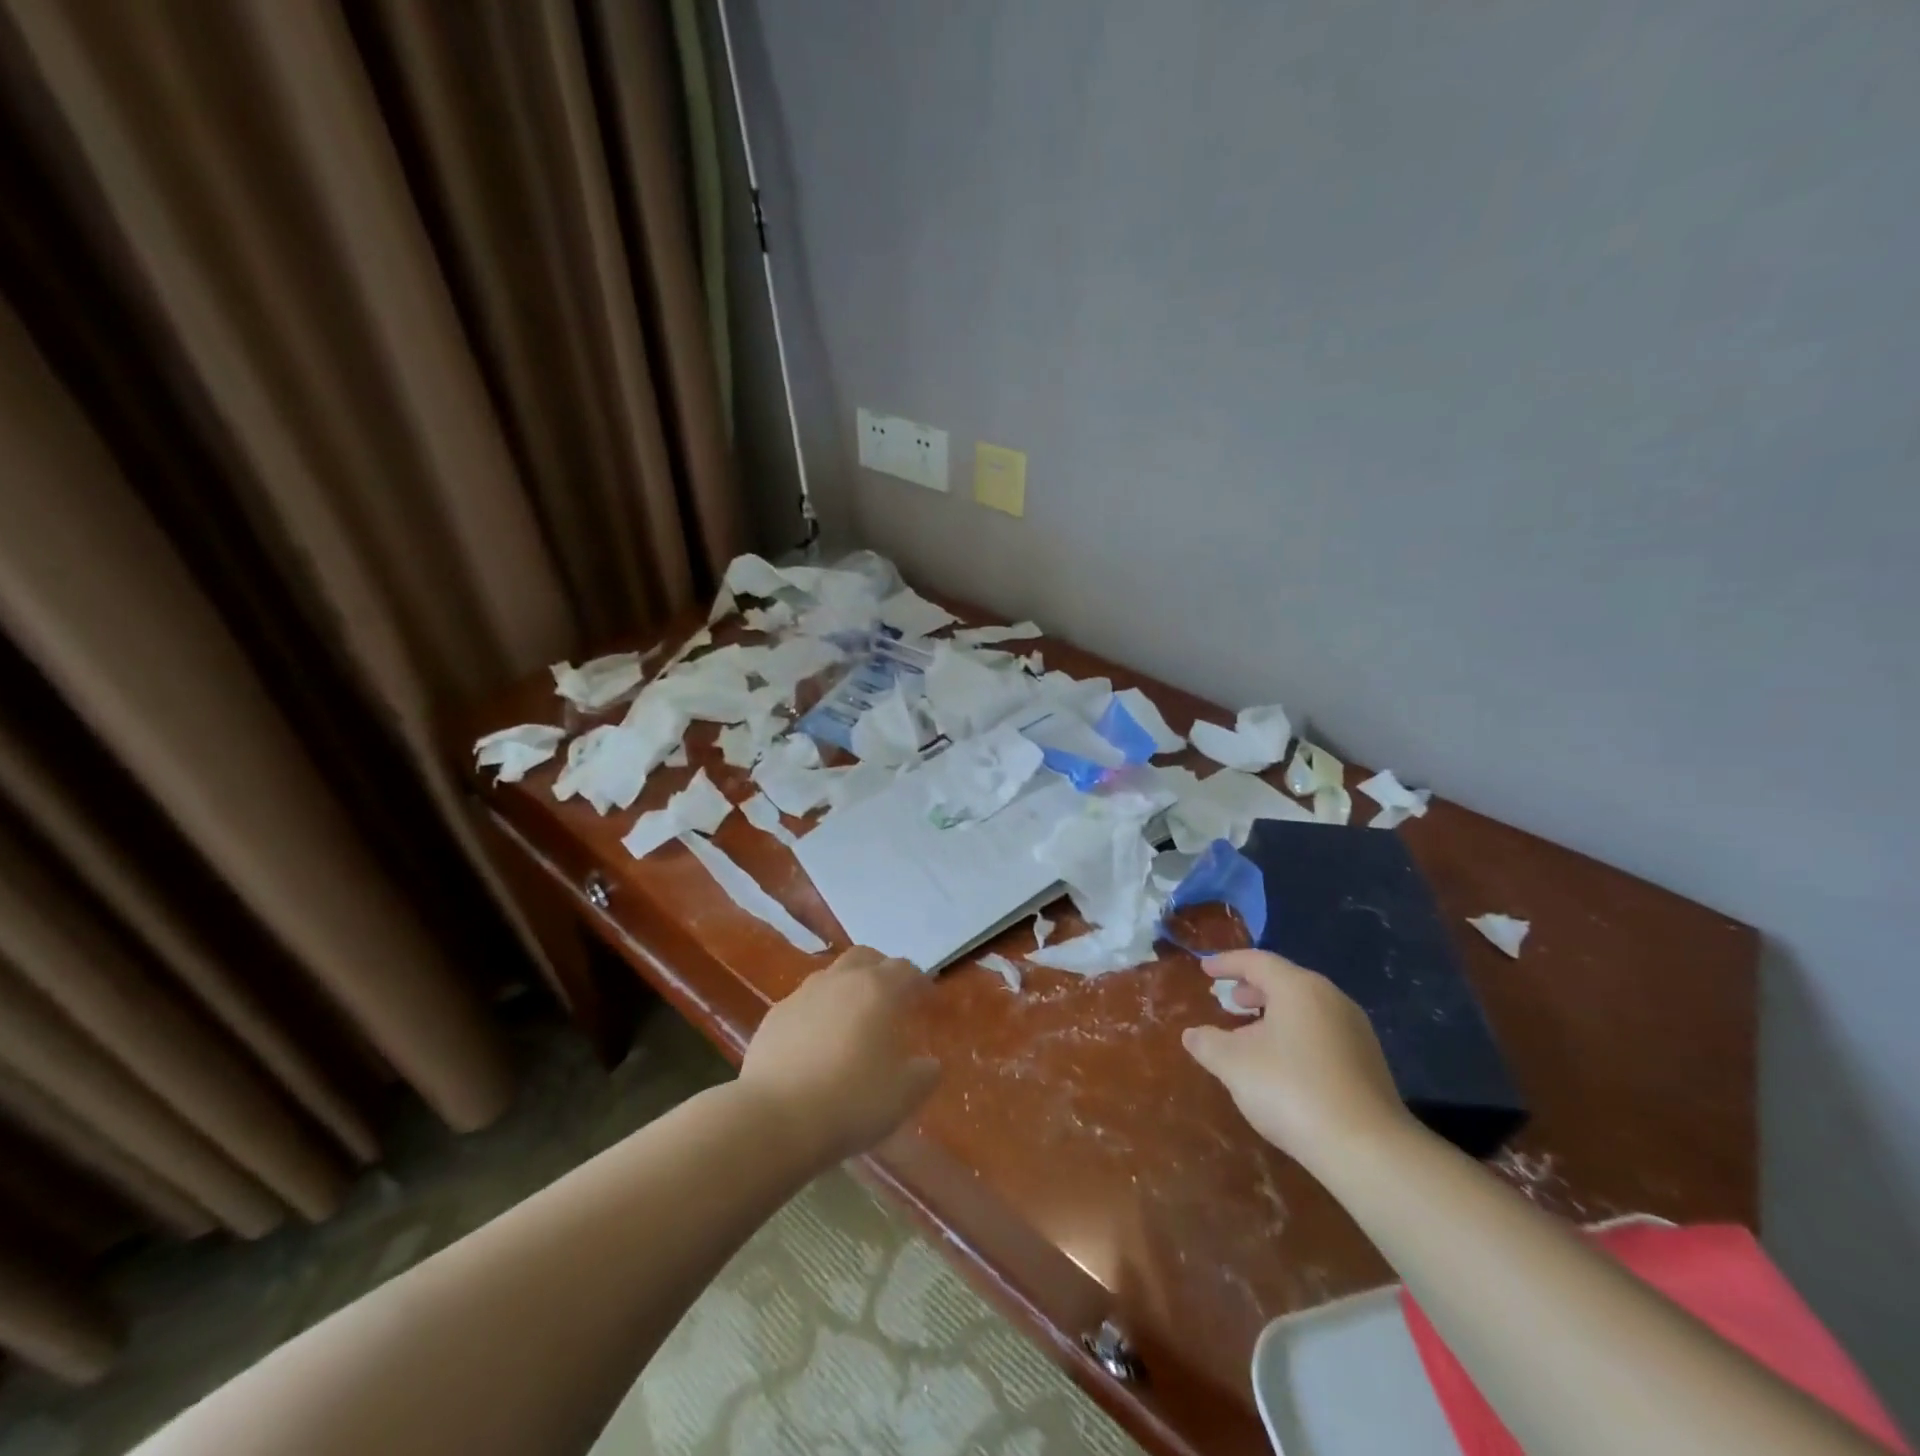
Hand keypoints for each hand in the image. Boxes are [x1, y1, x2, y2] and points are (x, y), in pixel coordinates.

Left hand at [740, 947, 941, 1164]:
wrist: (774, 1119)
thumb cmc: (850, 1101)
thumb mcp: (903, 1095)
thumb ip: (924, 1074)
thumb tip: (929, 1064)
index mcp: (877, 990)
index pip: (905, 969)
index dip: (919, 981)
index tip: (926, 998)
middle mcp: (839, 981)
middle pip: (865, 957)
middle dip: (881, 970)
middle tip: (890, 996)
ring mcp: (802, 995)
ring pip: (831, 976)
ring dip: (846, 988)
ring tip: (852, 1019)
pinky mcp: (774, 1016)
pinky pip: (803, 1003)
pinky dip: (817, 1012)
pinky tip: (817, 1042)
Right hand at [1183, 950, 1411, 1173]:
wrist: (1367, 1149)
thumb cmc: (1291, 1090)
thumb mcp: (1233, 1064)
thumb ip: (1207, 1043)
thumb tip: (1191, 1034)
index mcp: (1298, 987)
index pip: (1256, 961)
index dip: (1226, 963)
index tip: (1205, 969)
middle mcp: (1330, 998)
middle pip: (1284, 981)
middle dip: (1252, 988)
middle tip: (1227, 999)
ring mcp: (1355, 1030)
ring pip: (1305, 1008)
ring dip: (1274, 1014)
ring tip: (1251, 1033)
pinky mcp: (1368, 1061)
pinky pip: (1322, 1031)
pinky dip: (1295, 1034)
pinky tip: (1282, 1062)